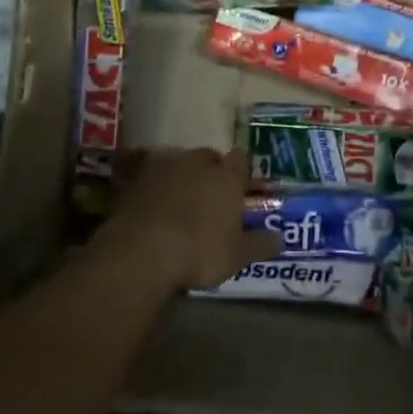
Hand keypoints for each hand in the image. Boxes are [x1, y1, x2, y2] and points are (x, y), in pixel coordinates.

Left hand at [92, 148, 280, 291]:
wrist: (141, 252)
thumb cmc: (199, 252)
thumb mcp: (236, 256)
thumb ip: (259, 245)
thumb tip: (280, 240)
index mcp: (225, 177)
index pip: (239, 160)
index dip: (239, 170)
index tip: (239, 183)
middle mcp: (196, 163)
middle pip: (206, 156)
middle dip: (208, 170)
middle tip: (209, 193)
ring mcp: (162, 168)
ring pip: (175, 163)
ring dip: (178, 176)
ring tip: (177, 199)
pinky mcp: (132, 179)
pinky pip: (145, 175)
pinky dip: (150, 186)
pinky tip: (148, 203)